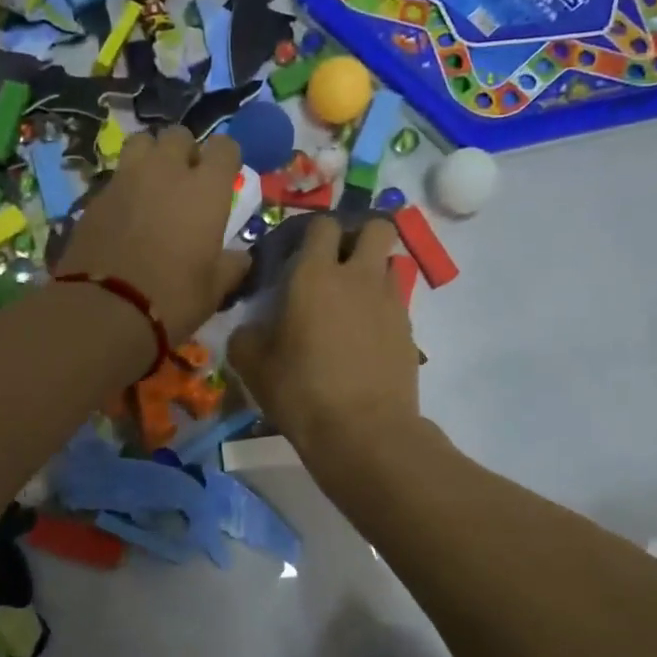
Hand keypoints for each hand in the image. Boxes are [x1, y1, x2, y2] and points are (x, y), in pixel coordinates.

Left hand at [55, 126, 249, 344]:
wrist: (104, 310)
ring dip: (151, 156)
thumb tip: (241, 257)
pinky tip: (125, 213)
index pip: (225, 147)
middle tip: (186, 181)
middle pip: (178, 136)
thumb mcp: (214, 290)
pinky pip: (116, 176)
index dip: (226, 159)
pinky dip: (125, 185)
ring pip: (141, 143)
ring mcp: (126, 179)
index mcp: (206, 189)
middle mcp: (167, 171)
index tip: (224, 178)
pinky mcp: (95, 196)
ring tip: (152, 184)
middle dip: (185, 152)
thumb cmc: (173, 299)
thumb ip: (231, 266)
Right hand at [229, 215, 420, 460]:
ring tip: (352, 303)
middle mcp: (358, 277)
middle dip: (360, 235)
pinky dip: (382, 308)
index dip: (313, 232)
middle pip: (376, 226)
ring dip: (373, 271)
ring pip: (390, 262)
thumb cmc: (301, 391)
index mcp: (315, 275)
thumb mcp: (254, 366)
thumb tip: (251, 329)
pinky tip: (365, 338)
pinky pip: (396, 301)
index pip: (323, 225)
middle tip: (338, 264)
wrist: (363, 431)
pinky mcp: (409, 330)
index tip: (300, 254)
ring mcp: (390, 301)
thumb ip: (246, 337)